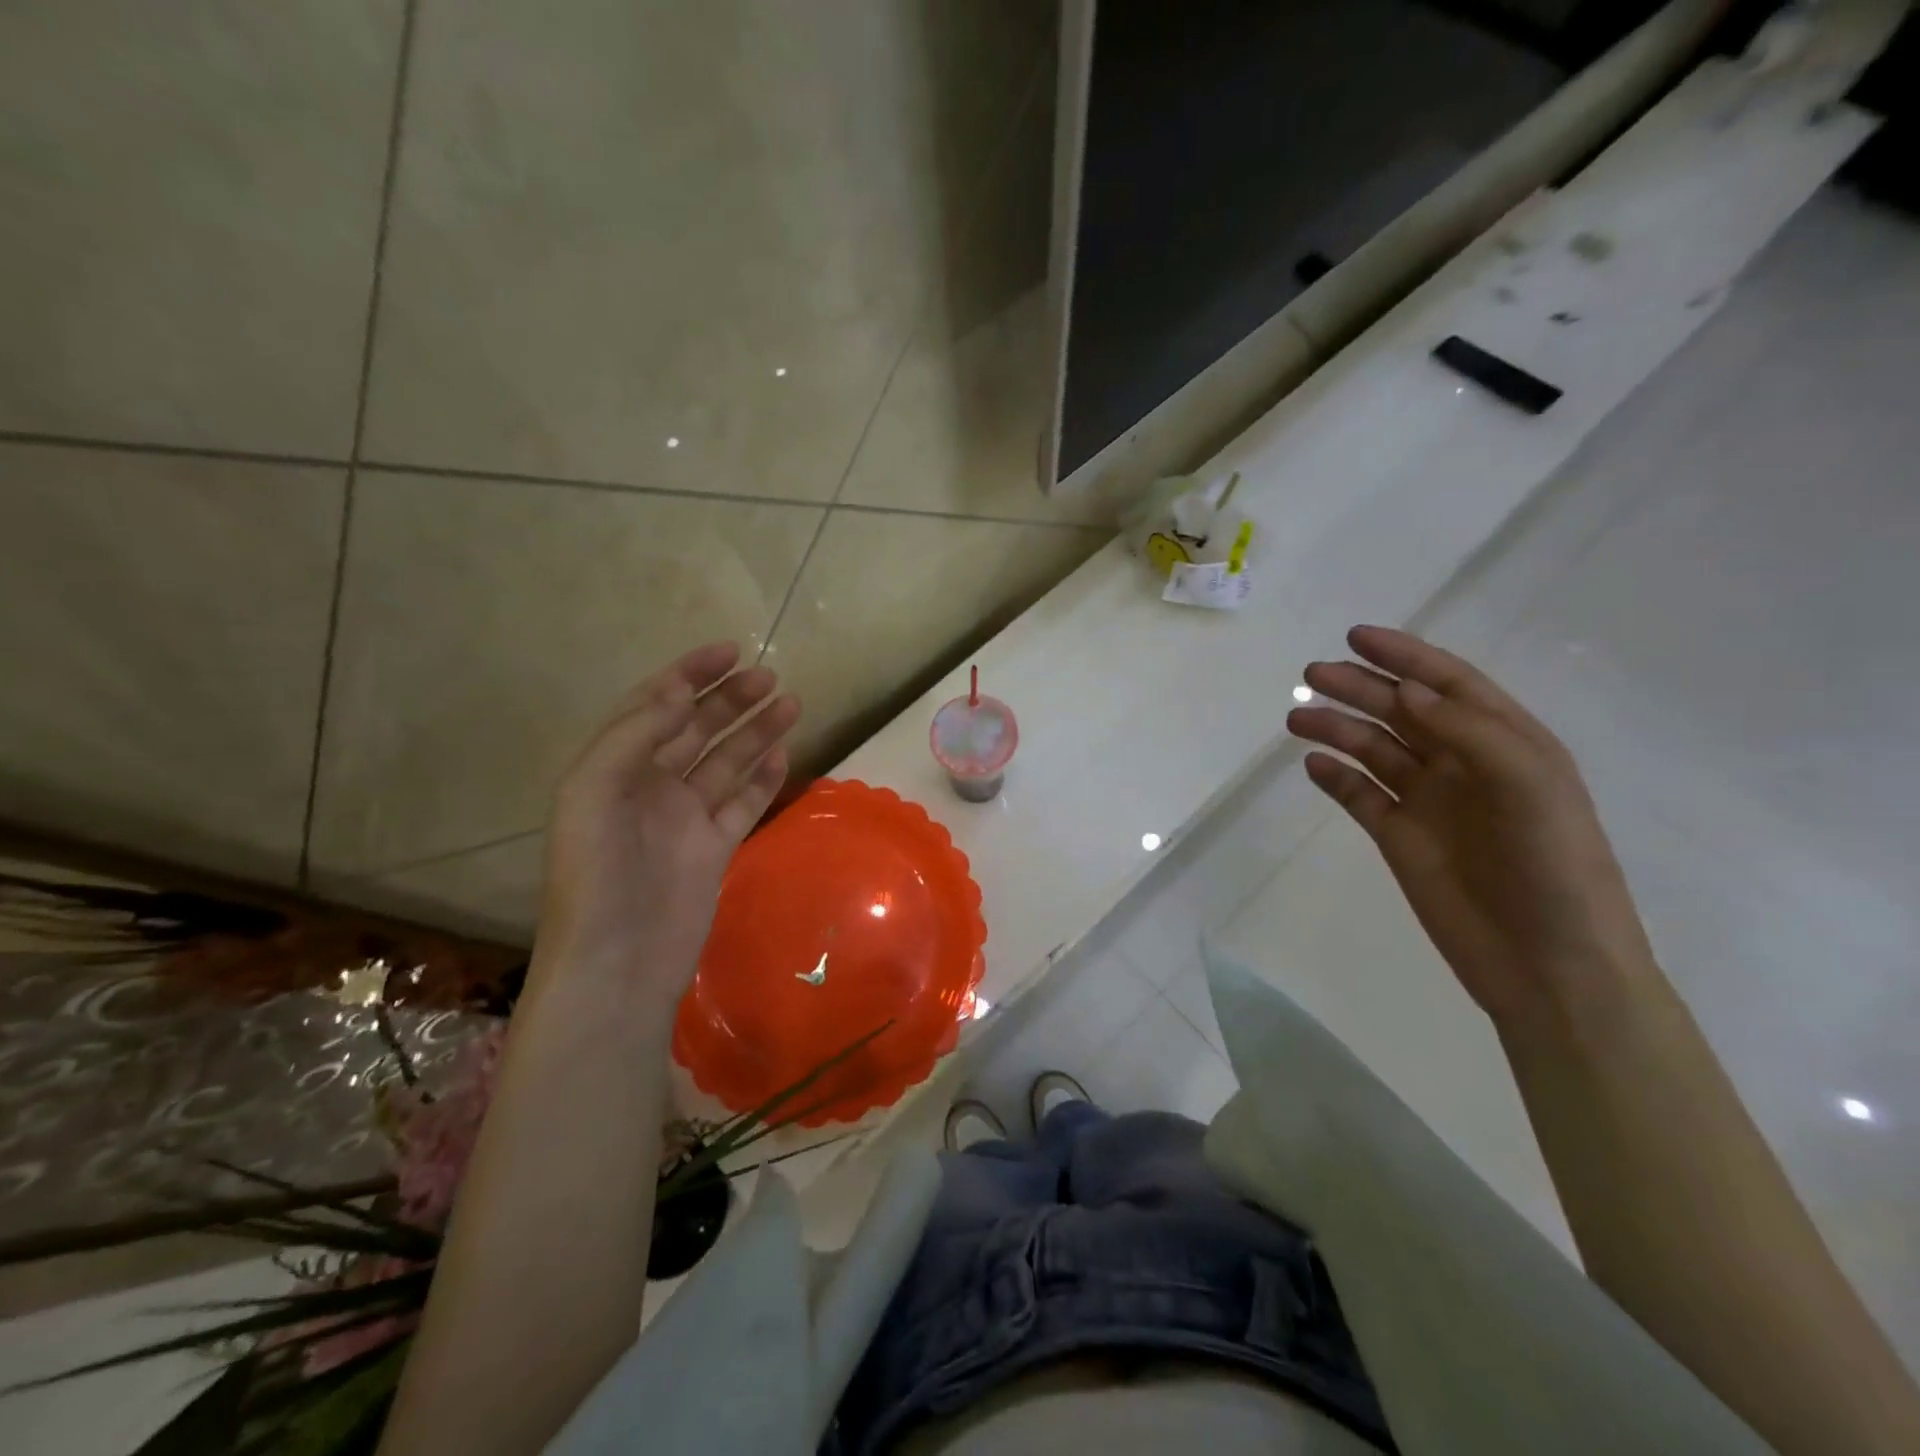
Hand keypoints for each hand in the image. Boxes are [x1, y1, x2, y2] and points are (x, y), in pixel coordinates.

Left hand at [533, 642, 800, 1010]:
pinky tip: (783, 754)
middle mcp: (651, 787)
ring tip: (791, 703)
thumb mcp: (594, 791)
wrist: (618, 962)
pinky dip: (763, 778)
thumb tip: (681, 692)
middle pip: (697, 729)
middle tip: (769, 677)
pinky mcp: (714, 848)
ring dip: (756, 731)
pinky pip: (743, 803)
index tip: (730, 652)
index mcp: (614, 768)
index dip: (689, 675)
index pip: (655, 706)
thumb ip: (635, 735)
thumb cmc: (596, 873)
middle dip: (730, 699)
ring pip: (727, 762)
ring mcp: (685, 819)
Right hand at [1287, 626, 1657, 1025]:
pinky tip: (1313, 765)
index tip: (1356, 637)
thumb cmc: (1555, 869)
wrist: (1549, 966)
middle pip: (1400, 711)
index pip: (1448, 685)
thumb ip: (1469, 732)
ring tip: (1297, 719)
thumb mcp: (1530, 787)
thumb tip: (1405, 691)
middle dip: (1358, 687)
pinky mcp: (1398, 837)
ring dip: (1337, 728)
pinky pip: (1358, 795)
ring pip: (1372, 749)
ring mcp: (1427, 802)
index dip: (1405, 656)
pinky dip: (1334, 777)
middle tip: (1312, 675)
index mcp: (1505, 743)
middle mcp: (1462, 764)